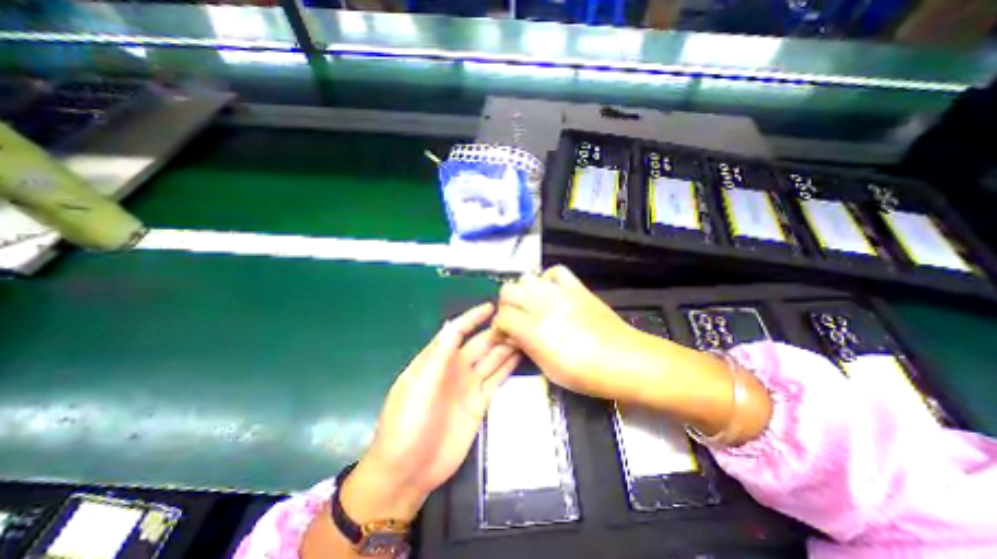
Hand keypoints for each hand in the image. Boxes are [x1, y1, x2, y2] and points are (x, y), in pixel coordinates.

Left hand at [339, 302, 516, 523]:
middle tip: (519, 322)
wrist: (408, 470)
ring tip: (525, 335)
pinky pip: (496, 379)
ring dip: (506, 347)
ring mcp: (468, 386)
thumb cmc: (407, 422)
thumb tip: (453, 324)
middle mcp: (454, 368)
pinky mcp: (480, 403)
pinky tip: (520, 357)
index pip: (457, 331)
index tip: (492, 307)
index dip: (473, 318)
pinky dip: (508, 367)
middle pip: (479, 344)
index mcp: (436, 360)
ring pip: (491, 359)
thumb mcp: (418, 384)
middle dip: (496, 332)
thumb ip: (438, 354)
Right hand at [491, 267, 659, 401]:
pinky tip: (551, 292)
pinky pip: (555, 272)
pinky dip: (548, 280)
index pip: (503, 316)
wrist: (624, 359)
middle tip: (515, 320)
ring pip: (527, 278)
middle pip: (508, 291)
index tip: (505, 335)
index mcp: (534, 329)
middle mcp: (542, 305)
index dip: (499, 326)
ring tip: (531, 305)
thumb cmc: (585, 374)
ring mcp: (560, 292)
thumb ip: (526, 346)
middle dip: (506, 306)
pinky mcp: (577, 287)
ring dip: (523, 292)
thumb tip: (513, 335)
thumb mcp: (547, 369)